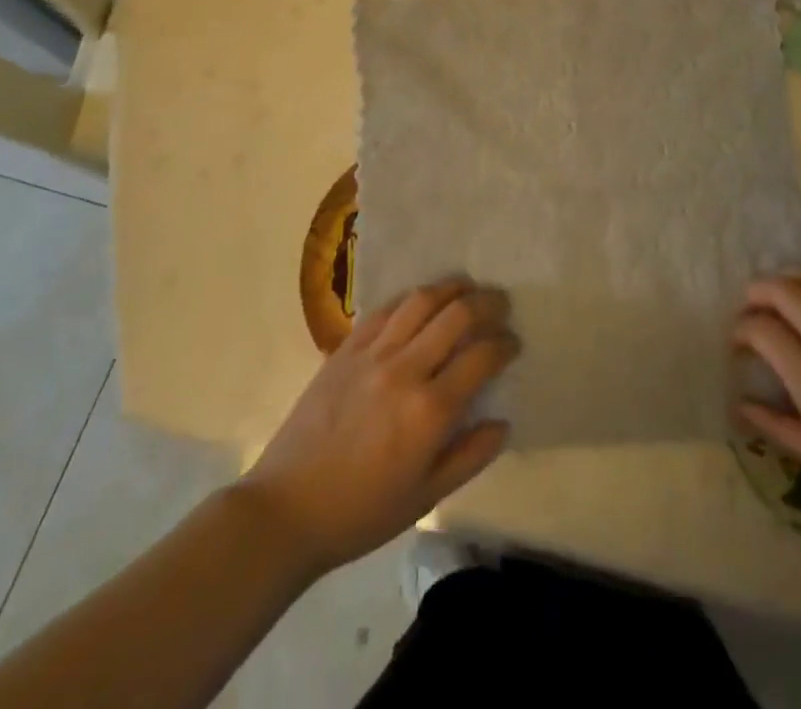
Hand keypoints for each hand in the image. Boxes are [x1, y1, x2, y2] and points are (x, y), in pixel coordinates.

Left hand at [242, 278, 518, 575]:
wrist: (287, 509)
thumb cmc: (361, 512)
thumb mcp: (424, 498)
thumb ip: (470, 456)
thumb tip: (503, 423)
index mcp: (429, 411)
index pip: (482, 356)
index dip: (505, 344)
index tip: (513, 344)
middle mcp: (405, 369)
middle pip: (457, 314)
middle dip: (487, 303)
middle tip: (501, 305)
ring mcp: (373, 353)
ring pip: (421, 300)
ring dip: (452, 288)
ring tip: (468, 288)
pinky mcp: (346, 348)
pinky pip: (385, 309)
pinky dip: (411, 299)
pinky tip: (421, 302)